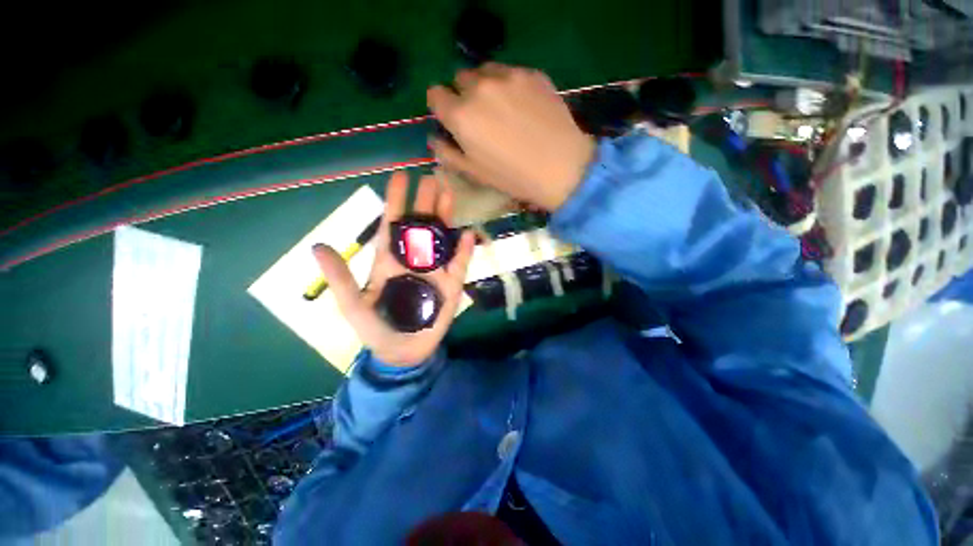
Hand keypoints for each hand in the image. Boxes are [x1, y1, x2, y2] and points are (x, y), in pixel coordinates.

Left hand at [314, 172, 475, 366]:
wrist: (402, 352)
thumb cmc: (376, 329)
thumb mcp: (353, 305)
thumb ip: (340, 278)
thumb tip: (318, 246)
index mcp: (389, 260)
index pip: (393, 224)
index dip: (396, 200)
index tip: (401, 176)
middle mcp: (413, 260)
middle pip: (421, 226)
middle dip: (425, 202)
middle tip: (432, 178)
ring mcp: (435, 271)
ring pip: (441, 239)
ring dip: (446, 218)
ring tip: (450, 195)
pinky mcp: (451, 285)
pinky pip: (459, 264)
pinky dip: (464, 250)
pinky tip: (467, 234)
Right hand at [427, 63, 595, 210]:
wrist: (560, 167)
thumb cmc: (513, 176)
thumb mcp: (475, 173)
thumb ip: (448, 154)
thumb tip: (434, 139)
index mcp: (461, 115)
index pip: (435, 95)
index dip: (442, 107)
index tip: (452, 119)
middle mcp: (479, 88)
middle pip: (459, 79)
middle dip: (464, 95)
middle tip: (481, 117)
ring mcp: (508, 76)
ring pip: (485, 71)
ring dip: (485, 86)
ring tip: (502, 109)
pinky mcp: (531, 73)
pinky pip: (510, 72)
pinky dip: (509, 85)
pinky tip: (524, 106)